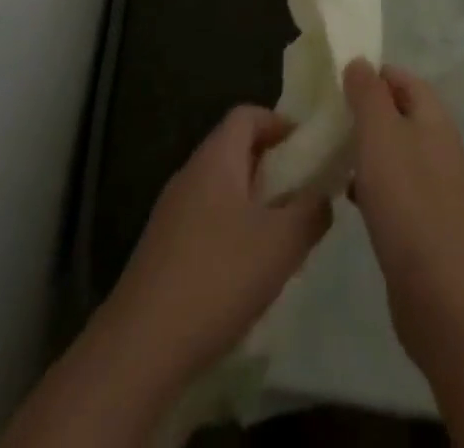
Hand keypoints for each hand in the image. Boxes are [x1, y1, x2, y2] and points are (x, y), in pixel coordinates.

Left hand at [105, 106, 332, 385]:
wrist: (139, 349)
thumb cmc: (218, 278)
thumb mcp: (282, 243)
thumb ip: (312, 211)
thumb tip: (324, 196)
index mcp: (216, 158)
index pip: (247, 114)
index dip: (280, 123)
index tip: (308, 150)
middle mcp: (190, 174)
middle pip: (235, 150)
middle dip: (272, 166)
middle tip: (302, 194)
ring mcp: (170, 213)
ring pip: (221, 188)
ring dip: (253, 202)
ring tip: (280, 236)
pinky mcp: (161, 250)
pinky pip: (205, 221)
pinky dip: (231, 230)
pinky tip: (245, 271)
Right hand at [342, 60, 463, 363]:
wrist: (439, 289)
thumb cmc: (407, 197)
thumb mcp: (380, 133)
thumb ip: (368, 94)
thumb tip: (360, 62)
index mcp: (433, 115)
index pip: (401, 77)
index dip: (370, 75)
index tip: (333, 84)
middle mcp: (436, 143)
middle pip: (396, 113)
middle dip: (362, 113)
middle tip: (325, 119)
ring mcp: (431, 183)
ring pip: (391, 151)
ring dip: (362, 149)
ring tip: (327, 154)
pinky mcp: (420, 219)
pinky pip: (390, 187)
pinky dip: (368, 184)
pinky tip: (343, 195)